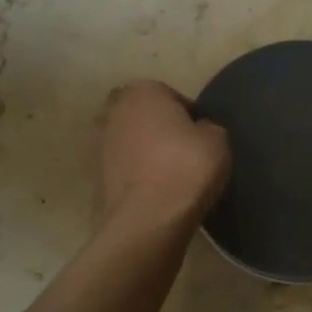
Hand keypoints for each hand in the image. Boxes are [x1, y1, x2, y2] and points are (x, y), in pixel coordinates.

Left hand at [98, 80, 230, 230]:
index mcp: (144, 91)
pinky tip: (152, 188)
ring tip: (166, 172)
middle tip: (181, 149)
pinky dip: (133, 172)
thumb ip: (209, 127)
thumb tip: (200, 130)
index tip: (201, 138)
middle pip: (143, 113)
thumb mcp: (218, 141)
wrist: (147, 220)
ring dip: (143, 149)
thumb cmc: (186, 168)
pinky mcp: (93, 174)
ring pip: (128, 138)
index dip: (189, 117)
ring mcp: (99, 142)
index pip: (172, 96)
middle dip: (158, 126)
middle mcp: (115, 109)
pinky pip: (121, 165)